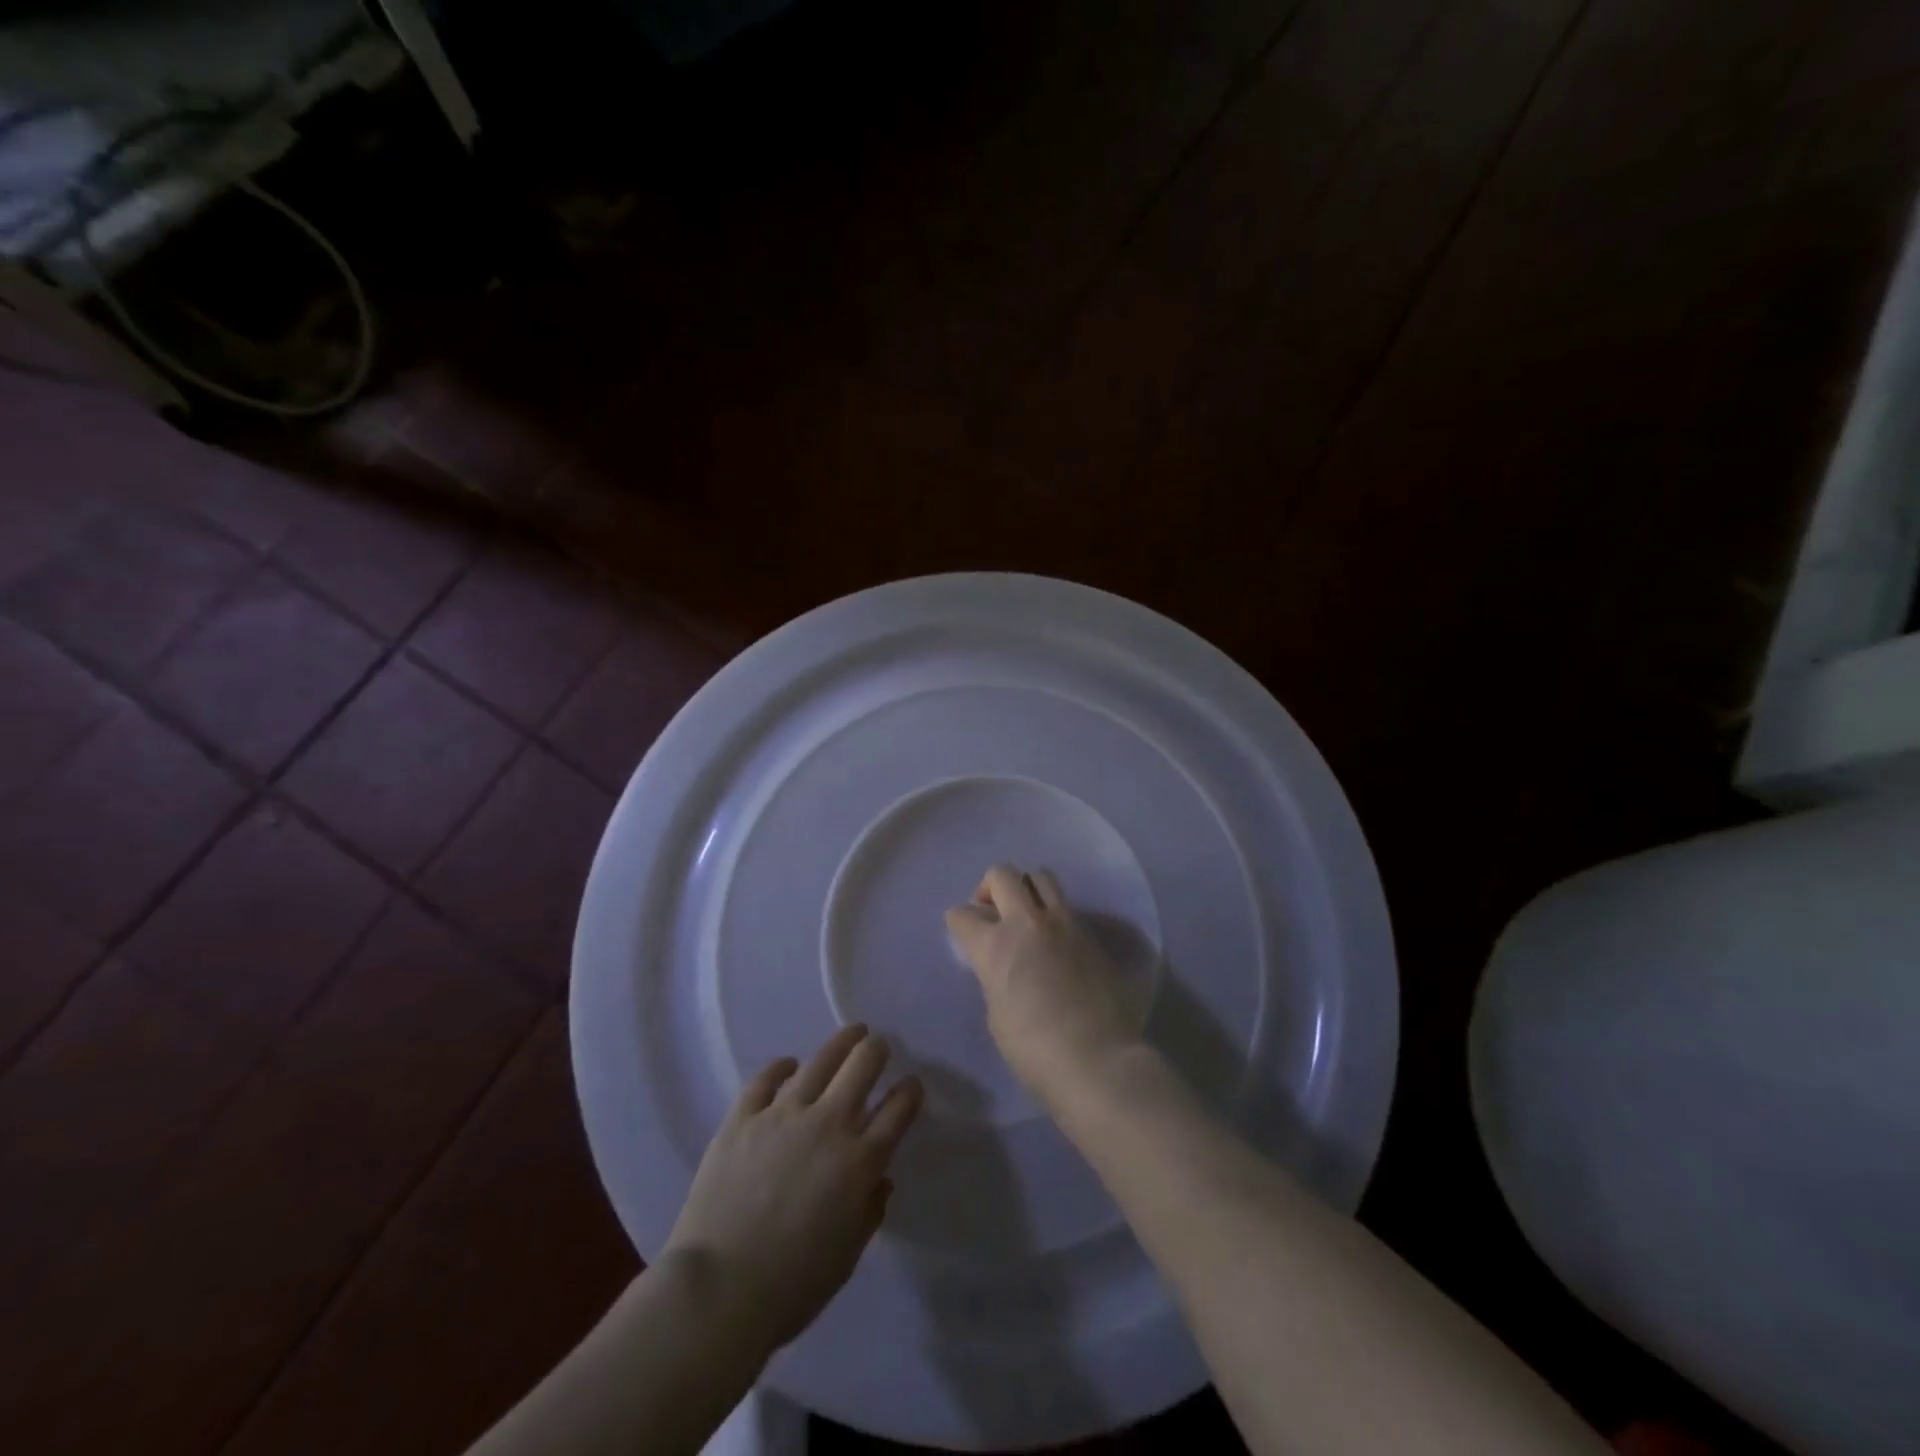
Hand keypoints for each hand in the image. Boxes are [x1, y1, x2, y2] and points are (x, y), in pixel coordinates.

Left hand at [662, 1025, 922, 1352]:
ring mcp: (783, 1115)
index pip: (898, 1110)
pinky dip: (781, 1067)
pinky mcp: (743, 1117)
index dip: (910, 1092)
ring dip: (842, 1043)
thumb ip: (869, 1211)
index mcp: (859, 1161)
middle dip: (877, 1050)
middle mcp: (828, 1125)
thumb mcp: (847, 1257)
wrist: (718, 1292)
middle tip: (880, 1047)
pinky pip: (766, 1078)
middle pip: (863, 1066)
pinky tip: (789, 1065)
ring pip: (821, 1061)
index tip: (911, 1085)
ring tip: (851, 1034)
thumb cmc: (791, 1286)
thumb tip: (878, 1179)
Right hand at [945, 864, 1144, 1106]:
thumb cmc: (1033, 1049)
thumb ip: (995, 975)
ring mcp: (1064, 923)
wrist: (1096, 1059)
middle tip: (993, 912)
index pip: (962, 914)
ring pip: (1041, 876)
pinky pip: (1067, 907)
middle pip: (1002, 874)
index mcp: (995, 944)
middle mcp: (1028, 922)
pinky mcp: (1091, 934)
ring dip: (1027, 889)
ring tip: (1027, 915)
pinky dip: (1055, 914)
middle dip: (990, 888)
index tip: (963, 933)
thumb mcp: (996, 1012)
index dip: (958, 923)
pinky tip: (1056, 942)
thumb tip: (1004, 965)